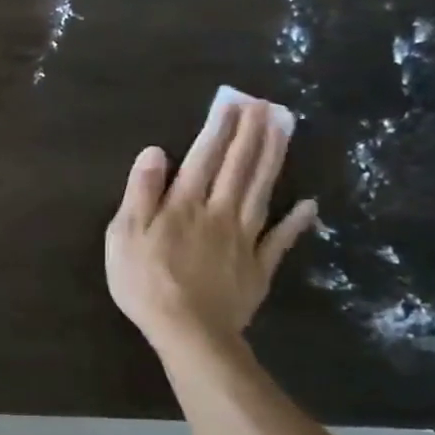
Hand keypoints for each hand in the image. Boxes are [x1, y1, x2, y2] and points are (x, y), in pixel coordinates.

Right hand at [105, 102, 317, 357]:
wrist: (188, 332)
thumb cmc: (146, 283)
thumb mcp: (125, 235)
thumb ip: (141, 192)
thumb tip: (156, 151)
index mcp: (184, 205)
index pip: (202, 158)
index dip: (217, 129)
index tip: (232, 102)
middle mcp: (219, 213)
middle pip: (238, 167)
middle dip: (251, 134)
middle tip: (265, 104)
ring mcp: (244, 240)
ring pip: (261, 191)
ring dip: (273, 159)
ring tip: (284, 131)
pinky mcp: (258, 267)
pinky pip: (280, 240)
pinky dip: (296, 222)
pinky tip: (309, 204)